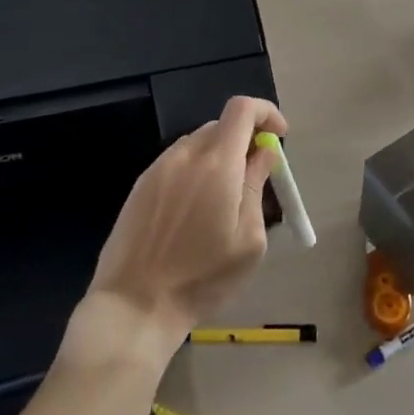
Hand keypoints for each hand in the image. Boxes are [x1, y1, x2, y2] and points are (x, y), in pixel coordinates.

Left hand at [78, 96, 286, 361]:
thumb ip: (257, 186)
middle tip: (255, 176)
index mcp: (217, 163)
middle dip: (244, 141)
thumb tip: (264, 152)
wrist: (134, 306)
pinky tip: (193, 213)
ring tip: (223, 202)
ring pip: (198, 144)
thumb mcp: (248, 239)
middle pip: (222, 126)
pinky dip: (195, 172)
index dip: (267, 113)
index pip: (243, 109)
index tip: (279, 136)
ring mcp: (158, 167)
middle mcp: (186, 154)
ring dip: (219, 157)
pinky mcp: (140, 185)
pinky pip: (177, 163)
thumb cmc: (201, 278)